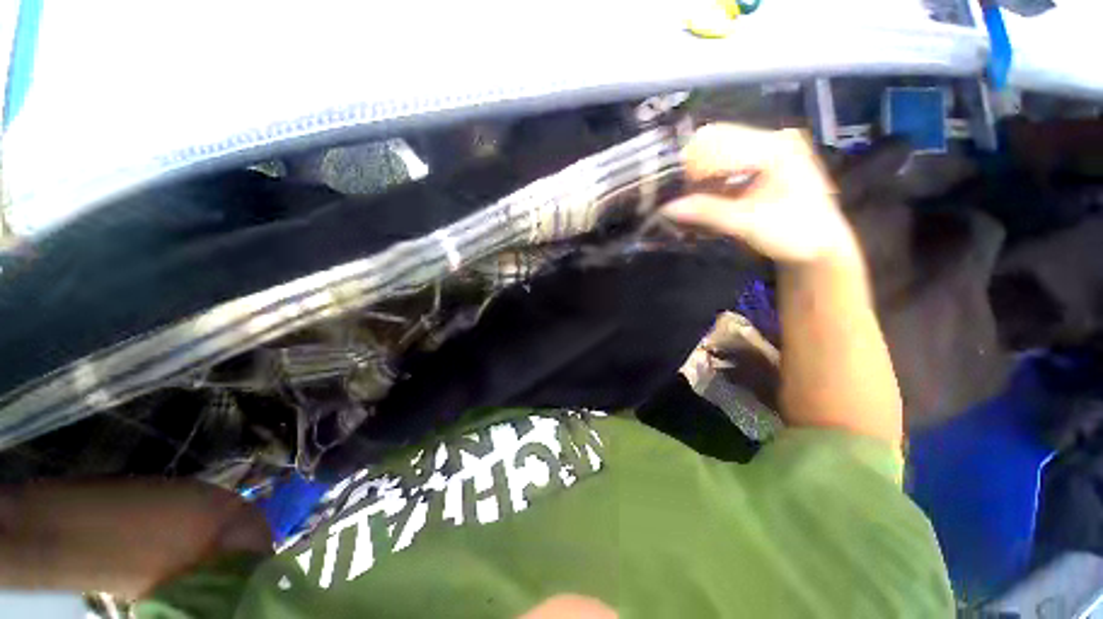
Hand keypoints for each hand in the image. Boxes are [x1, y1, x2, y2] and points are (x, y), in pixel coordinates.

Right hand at [662, 124, 859, 265]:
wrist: (821, 246)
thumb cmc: (794, 234)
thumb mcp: (749, 225)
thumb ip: (708, 212)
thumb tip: (666, 208)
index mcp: (775, 147)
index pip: (718, 141)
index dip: (690, 165)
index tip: (672, 191)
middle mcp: (771, 139)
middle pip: (715, 138)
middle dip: (691, 167)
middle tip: (678, 195)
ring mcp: (766, 148)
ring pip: (716, 148)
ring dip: (697, 173)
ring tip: (687, 198)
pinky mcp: (760, 161)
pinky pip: (723, 160)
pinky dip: (707, 177)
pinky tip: (702, 196)